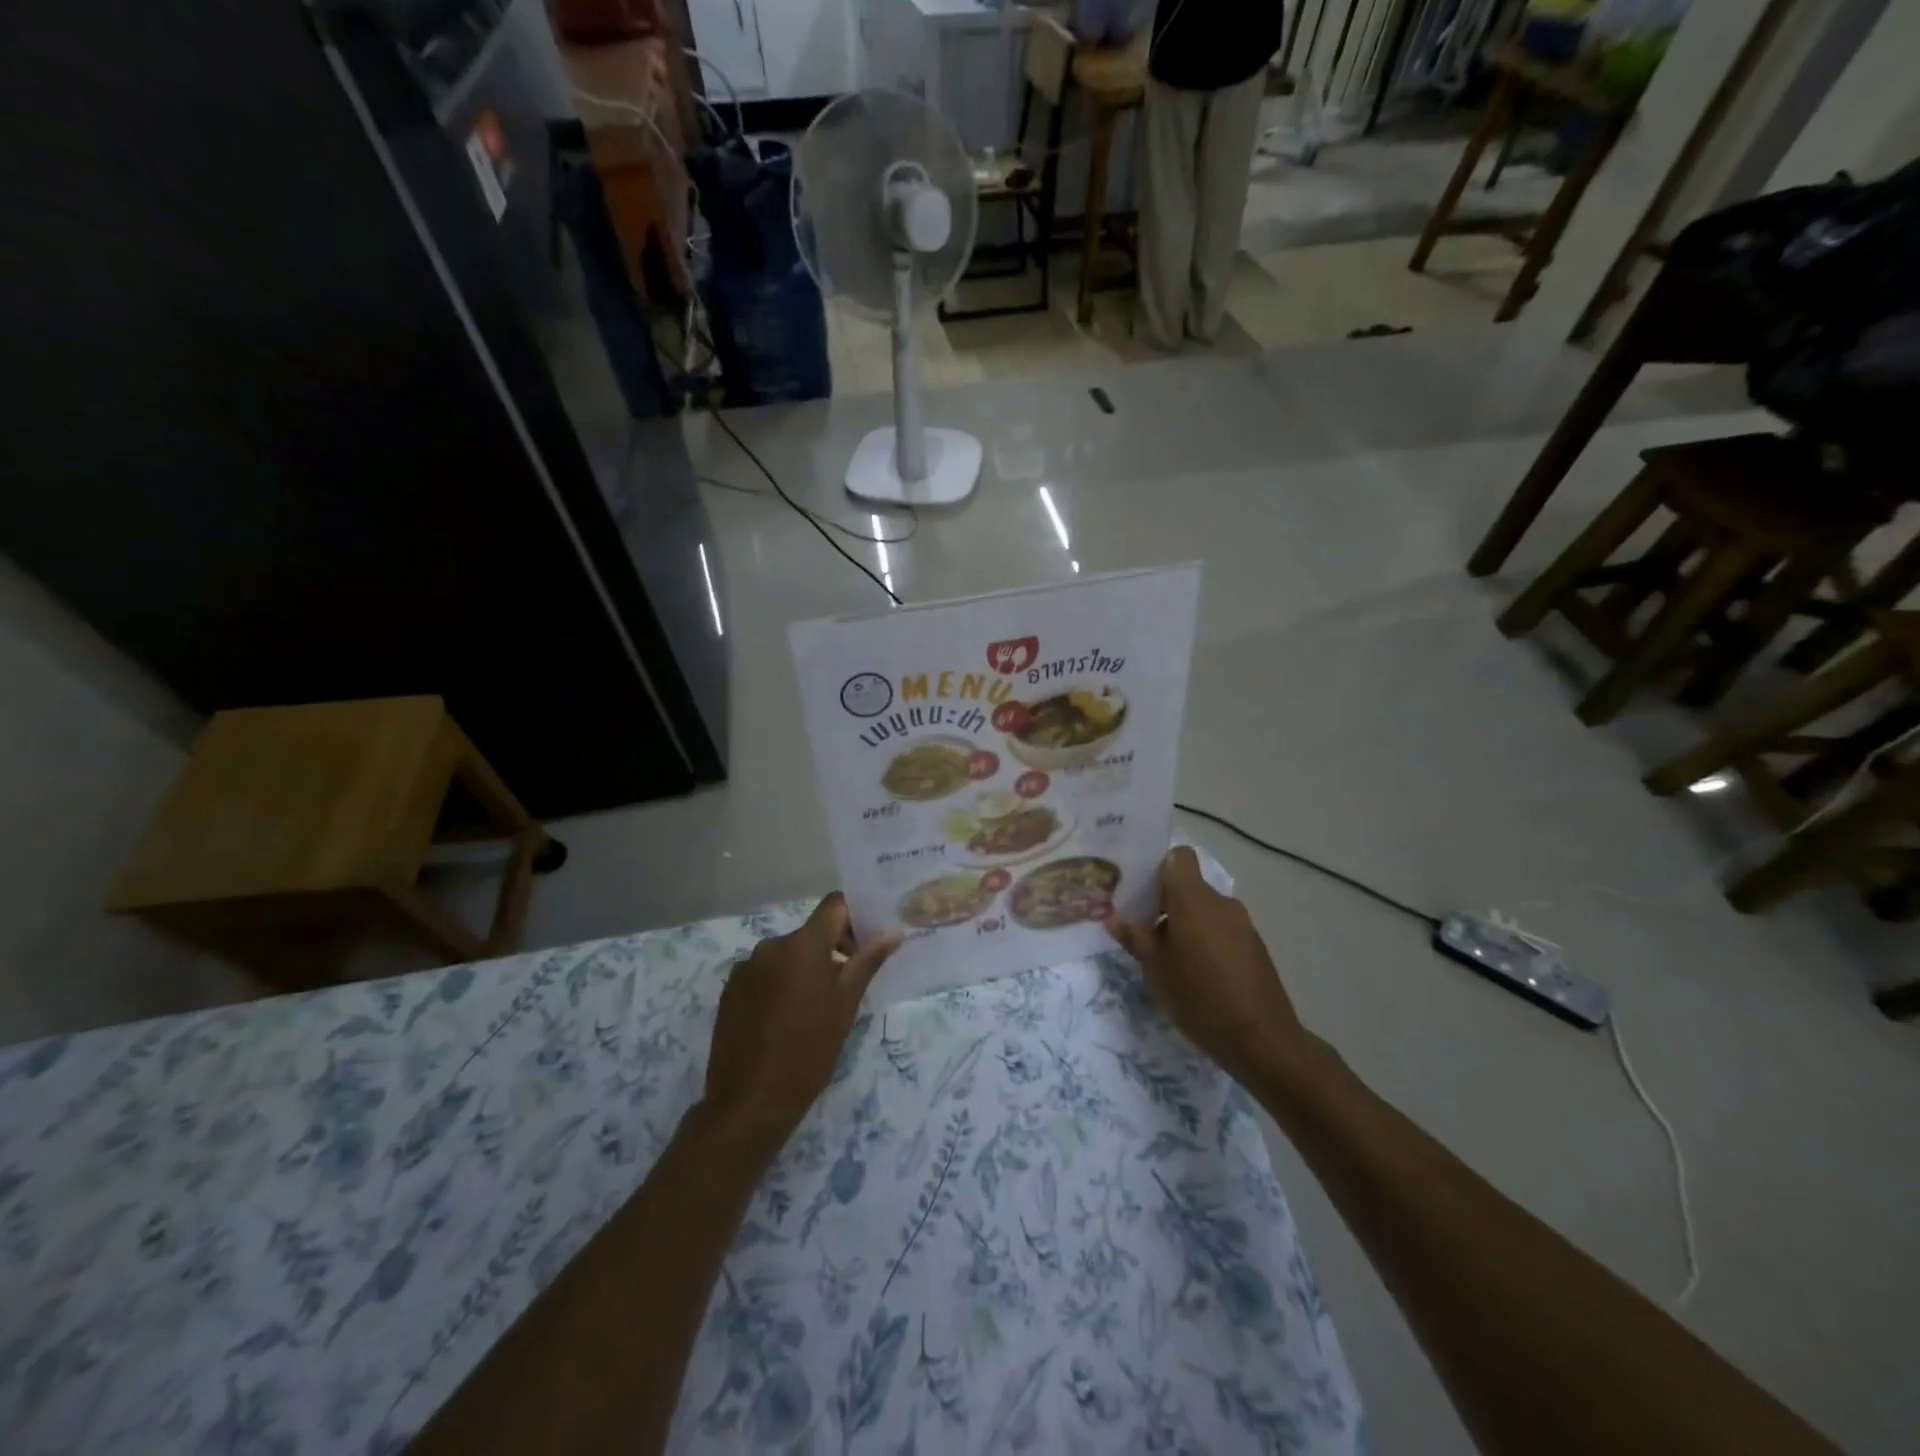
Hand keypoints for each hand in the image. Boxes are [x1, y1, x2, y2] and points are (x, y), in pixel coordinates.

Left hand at [702, 894, 898, 1146]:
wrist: (749, 1102)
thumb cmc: (808, 1052)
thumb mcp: (846, 1006)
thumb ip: (867, 962)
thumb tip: (893, 932)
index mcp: (803, 944)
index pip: (834, 905)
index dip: (854, 917)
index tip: (865, 946)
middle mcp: (771, 945)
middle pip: (811, 932)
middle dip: (832, 949)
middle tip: (846, 986)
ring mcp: (746, 967)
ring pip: (787, 954)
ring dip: (804, 969)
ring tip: (813, 1010)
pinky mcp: (729, 990)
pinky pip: (764, 973)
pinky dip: (779, 984)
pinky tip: (784, 1020)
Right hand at [1108, 847, 1308, 1086]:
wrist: (1262, 1041)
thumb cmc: (1199, 998)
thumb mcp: (1156, 971)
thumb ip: (1135, 939)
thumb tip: (1112, 919)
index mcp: (1193, 900)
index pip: (1179, 857)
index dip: (1159, 866)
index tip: (1140, 889)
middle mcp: (1220, 903)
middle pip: (1189, 885)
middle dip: (1165, 902)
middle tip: (1143, 928)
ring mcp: (1242, 924)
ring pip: (1204, 909)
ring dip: (1185, 923)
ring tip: (1168, 956)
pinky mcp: (1254, 946)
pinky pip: (1221, 928)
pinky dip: (1206, 939)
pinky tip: (1196, 972)